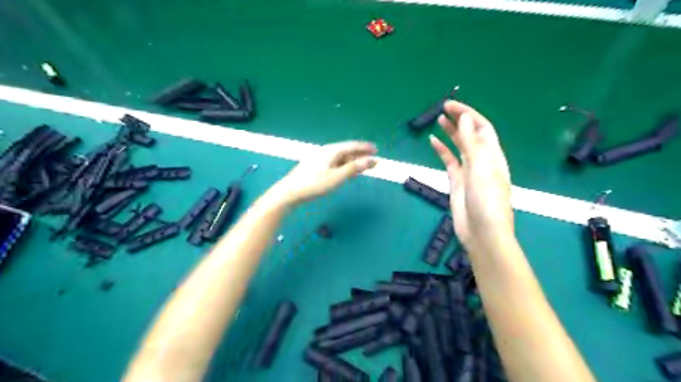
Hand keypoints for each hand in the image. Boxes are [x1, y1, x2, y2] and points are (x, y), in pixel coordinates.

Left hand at [273, 140, 376, 205]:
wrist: (290, 192)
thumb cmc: (314, 184)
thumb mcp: (337, 177)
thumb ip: (354, 168)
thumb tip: (371, 160)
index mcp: (331, 151)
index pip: (352, 145)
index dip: (365, 148)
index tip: (376, 150)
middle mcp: (326, 151)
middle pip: (347, 151)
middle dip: (360, 155)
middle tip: (373, 160)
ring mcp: (319, 158)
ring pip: (340, 157)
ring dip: (353, 161)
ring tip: (363, 166)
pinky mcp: (315, 166)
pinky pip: (335, 162)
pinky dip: (344, 165)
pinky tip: (347, 171)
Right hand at [427, 101, 512, 249]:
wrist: (482, 231)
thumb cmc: (486, 199)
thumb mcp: (480, 167)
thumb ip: (471, 143)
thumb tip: (465, 118)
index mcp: (493, 155)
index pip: (482, 127)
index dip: (468, 114)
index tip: (450, 105)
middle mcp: (482, 160)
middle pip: (471, 134)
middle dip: (459, 120)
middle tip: (443, 108)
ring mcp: (469, 171)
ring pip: (459, 147)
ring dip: (451, 133)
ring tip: (439, 120)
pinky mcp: (457, 181)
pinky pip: (449, 161)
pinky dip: (441, 151)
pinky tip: (433, 141)